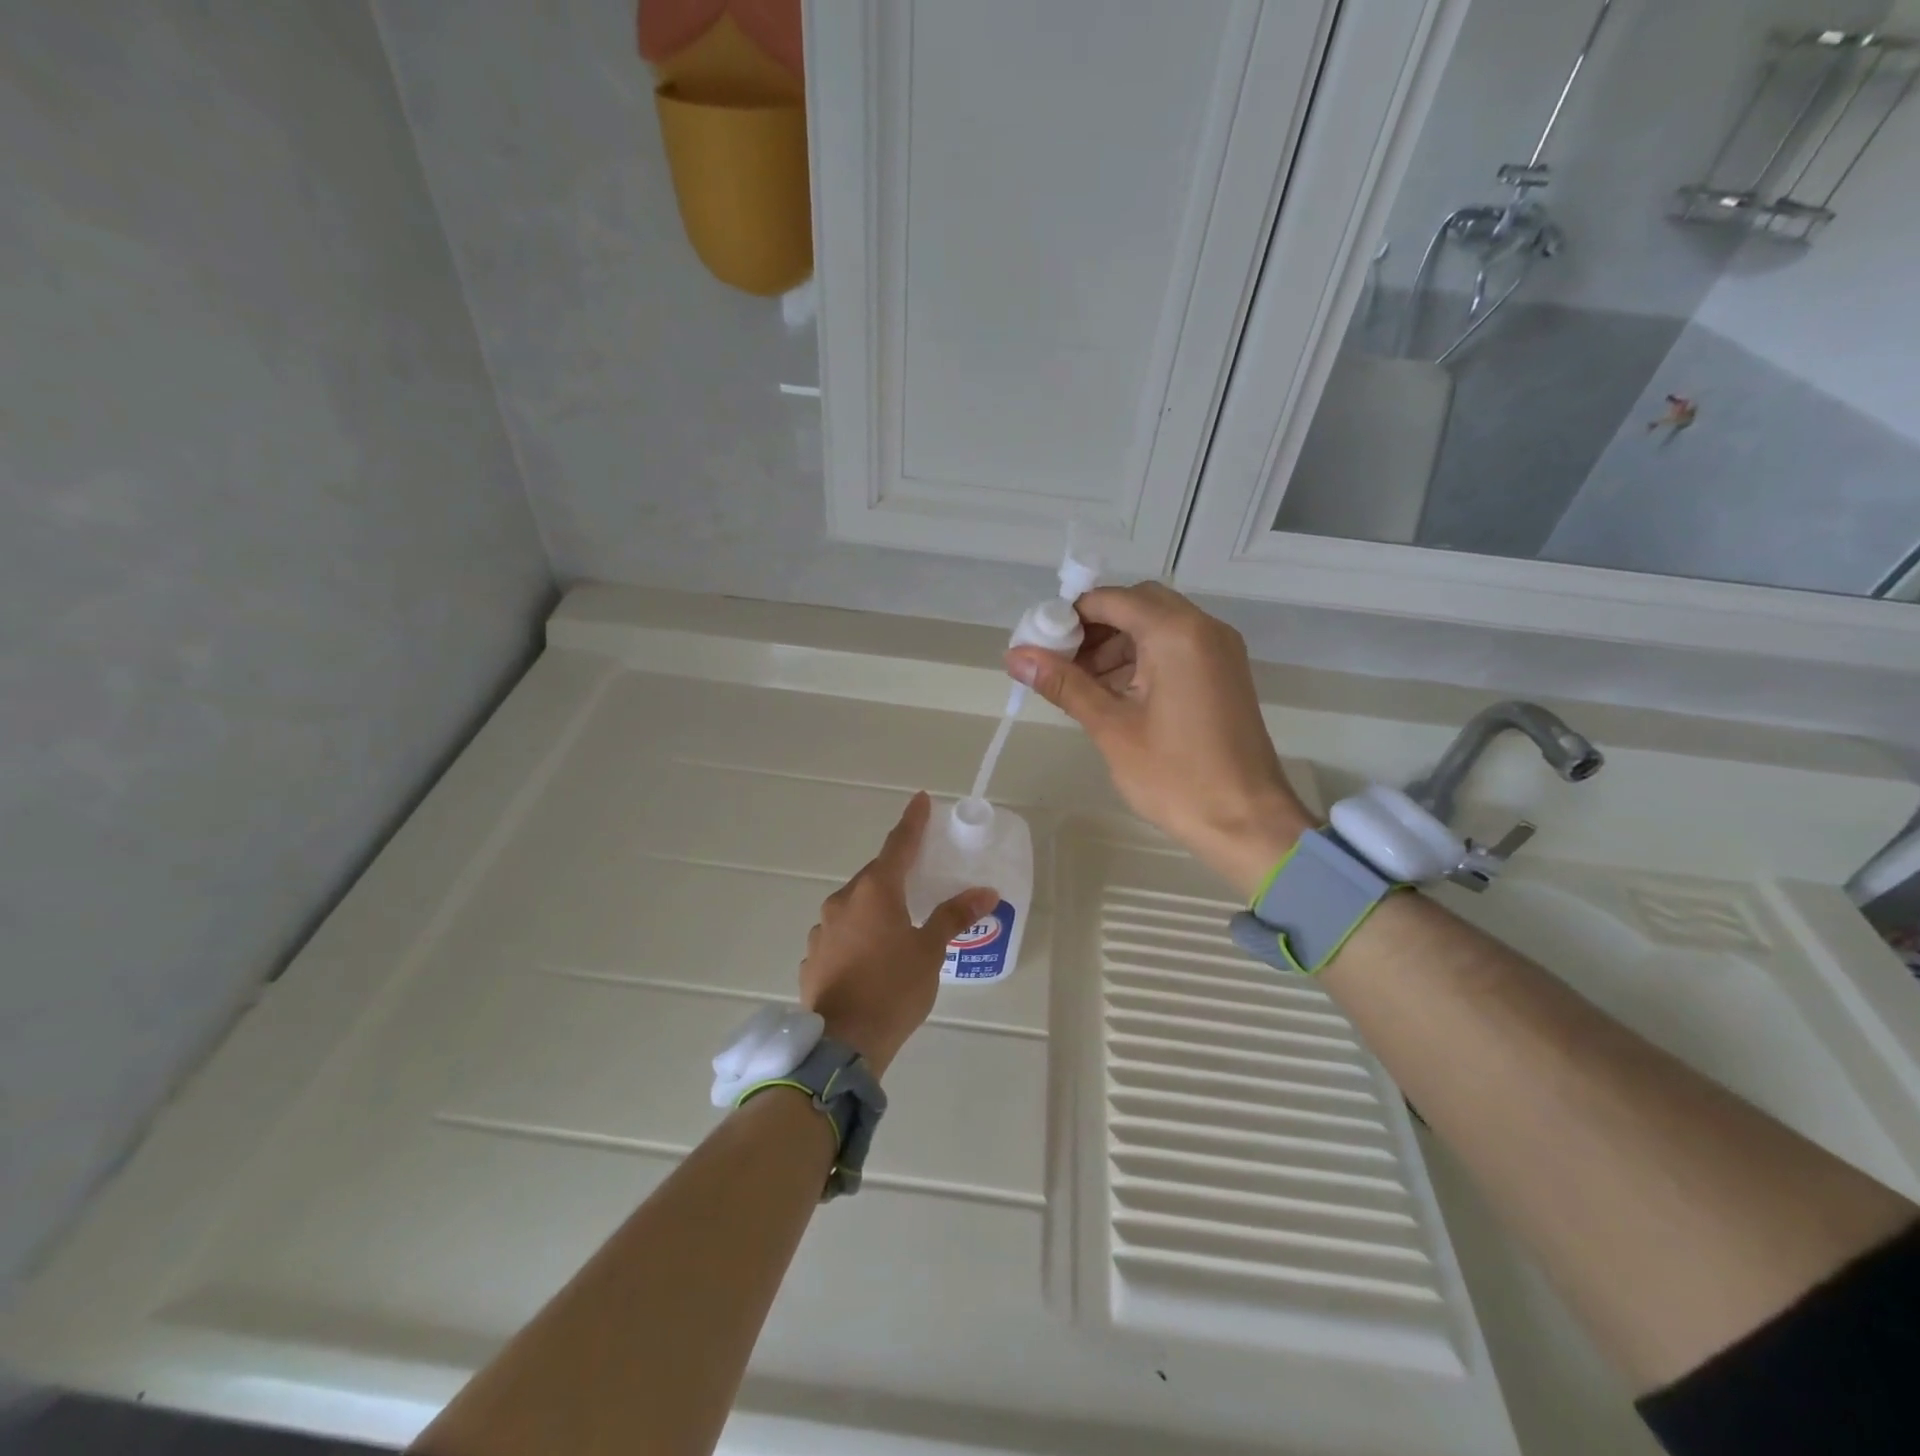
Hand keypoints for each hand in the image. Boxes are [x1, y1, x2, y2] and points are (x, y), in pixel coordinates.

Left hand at [800, 792, 998, 1076]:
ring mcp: (822, 929)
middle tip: (918, 879)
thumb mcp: (930, 951)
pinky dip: (857, 934)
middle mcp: (843, 900)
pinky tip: (870, 958)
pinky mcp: (813, 956)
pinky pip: (840, 933)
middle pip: (874, 876)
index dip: (913, 822)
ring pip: (854, 905)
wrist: (842, 1044)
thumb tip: (985, 892)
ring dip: (875, 907)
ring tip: (896, 928)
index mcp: (875, 891)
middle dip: (896, 873)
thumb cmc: (893, 989)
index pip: (899, 845)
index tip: (921, 800)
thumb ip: (953, 916)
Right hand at [1006, 582, 1311, 898]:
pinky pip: (1176, 646)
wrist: (1246, 821)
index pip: (1111, 600)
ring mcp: (1219, 649)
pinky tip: (1117, 694)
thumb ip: (1064, 684)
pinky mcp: (1225, 672)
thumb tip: (1015, 656)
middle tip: (1063, 663)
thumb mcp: (1111, 727)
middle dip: (1095, 628)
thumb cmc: (1175, 776)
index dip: (1069, 616)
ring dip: (1117, 643)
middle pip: (1137, 604)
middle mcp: (1203, 628)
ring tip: (1084, 685)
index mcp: (1176, 633)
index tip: (1041, 645)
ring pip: (1157, 624)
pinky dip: (1143, 657)